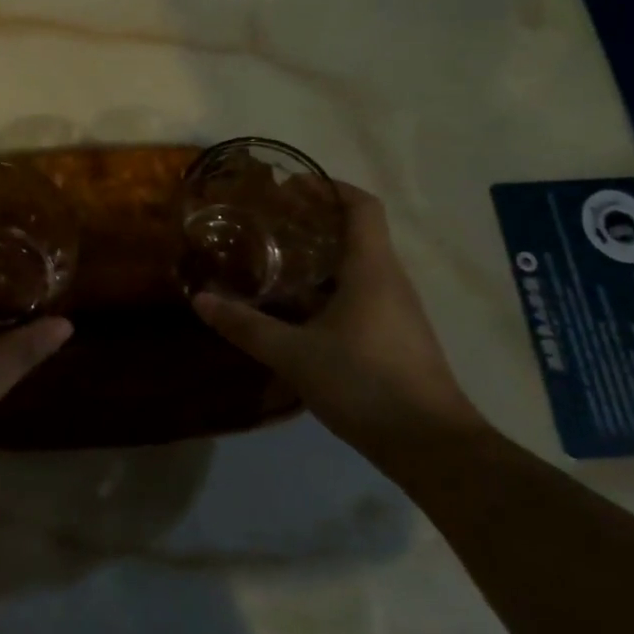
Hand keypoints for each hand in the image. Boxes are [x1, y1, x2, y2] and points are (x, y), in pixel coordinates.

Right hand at [194, 181, 486, 466]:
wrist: (432, 446)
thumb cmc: (365, 383)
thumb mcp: (295, 354)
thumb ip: (247, 326)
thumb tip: (201, 300)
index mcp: (372, 268)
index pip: (360, 205)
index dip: (327, 187)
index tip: (289, 187)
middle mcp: (390, 280)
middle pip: (357, 231)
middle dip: (314, 220)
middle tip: (269, 223)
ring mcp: (397, 310)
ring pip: (358, 266)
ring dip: (320, 257)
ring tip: (275, 262)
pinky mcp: (397, 337)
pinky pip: (361, 294)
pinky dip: (330, 288)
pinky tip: (299, 311)